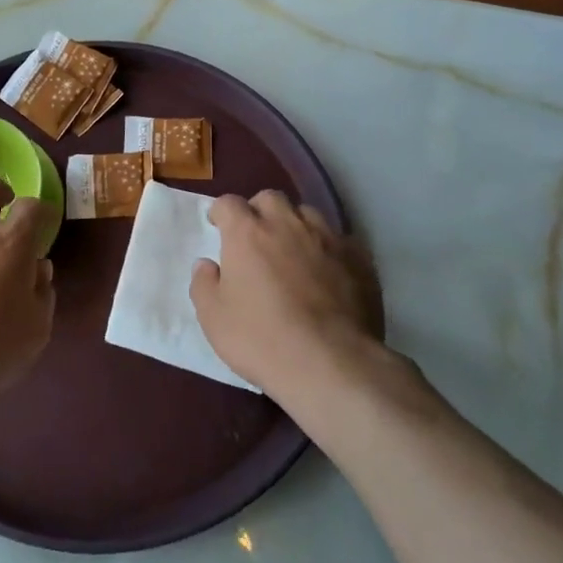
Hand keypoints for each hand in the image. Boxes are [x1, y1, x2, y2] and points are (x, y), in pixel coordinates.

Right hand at [191, 191, 384, 401]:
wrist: (331, 363)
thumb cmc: (261, 339)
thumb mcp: (213, 318)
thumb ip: (203, 284)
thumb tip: (207, 265)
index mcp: (246, 233)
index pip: (228, 203)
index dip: (221, 212)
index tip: (218, 226)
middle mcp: (287, 224)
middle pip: (270, 198)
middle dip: (259, 210)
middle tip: (255, 236)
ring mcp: (327, 238)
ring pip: (308, 213)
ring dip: (295, 225)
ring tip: (293, 251)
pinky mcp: (359, 259)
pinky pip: (340, 240)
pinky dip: (328, 248)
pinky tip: (328, 271)